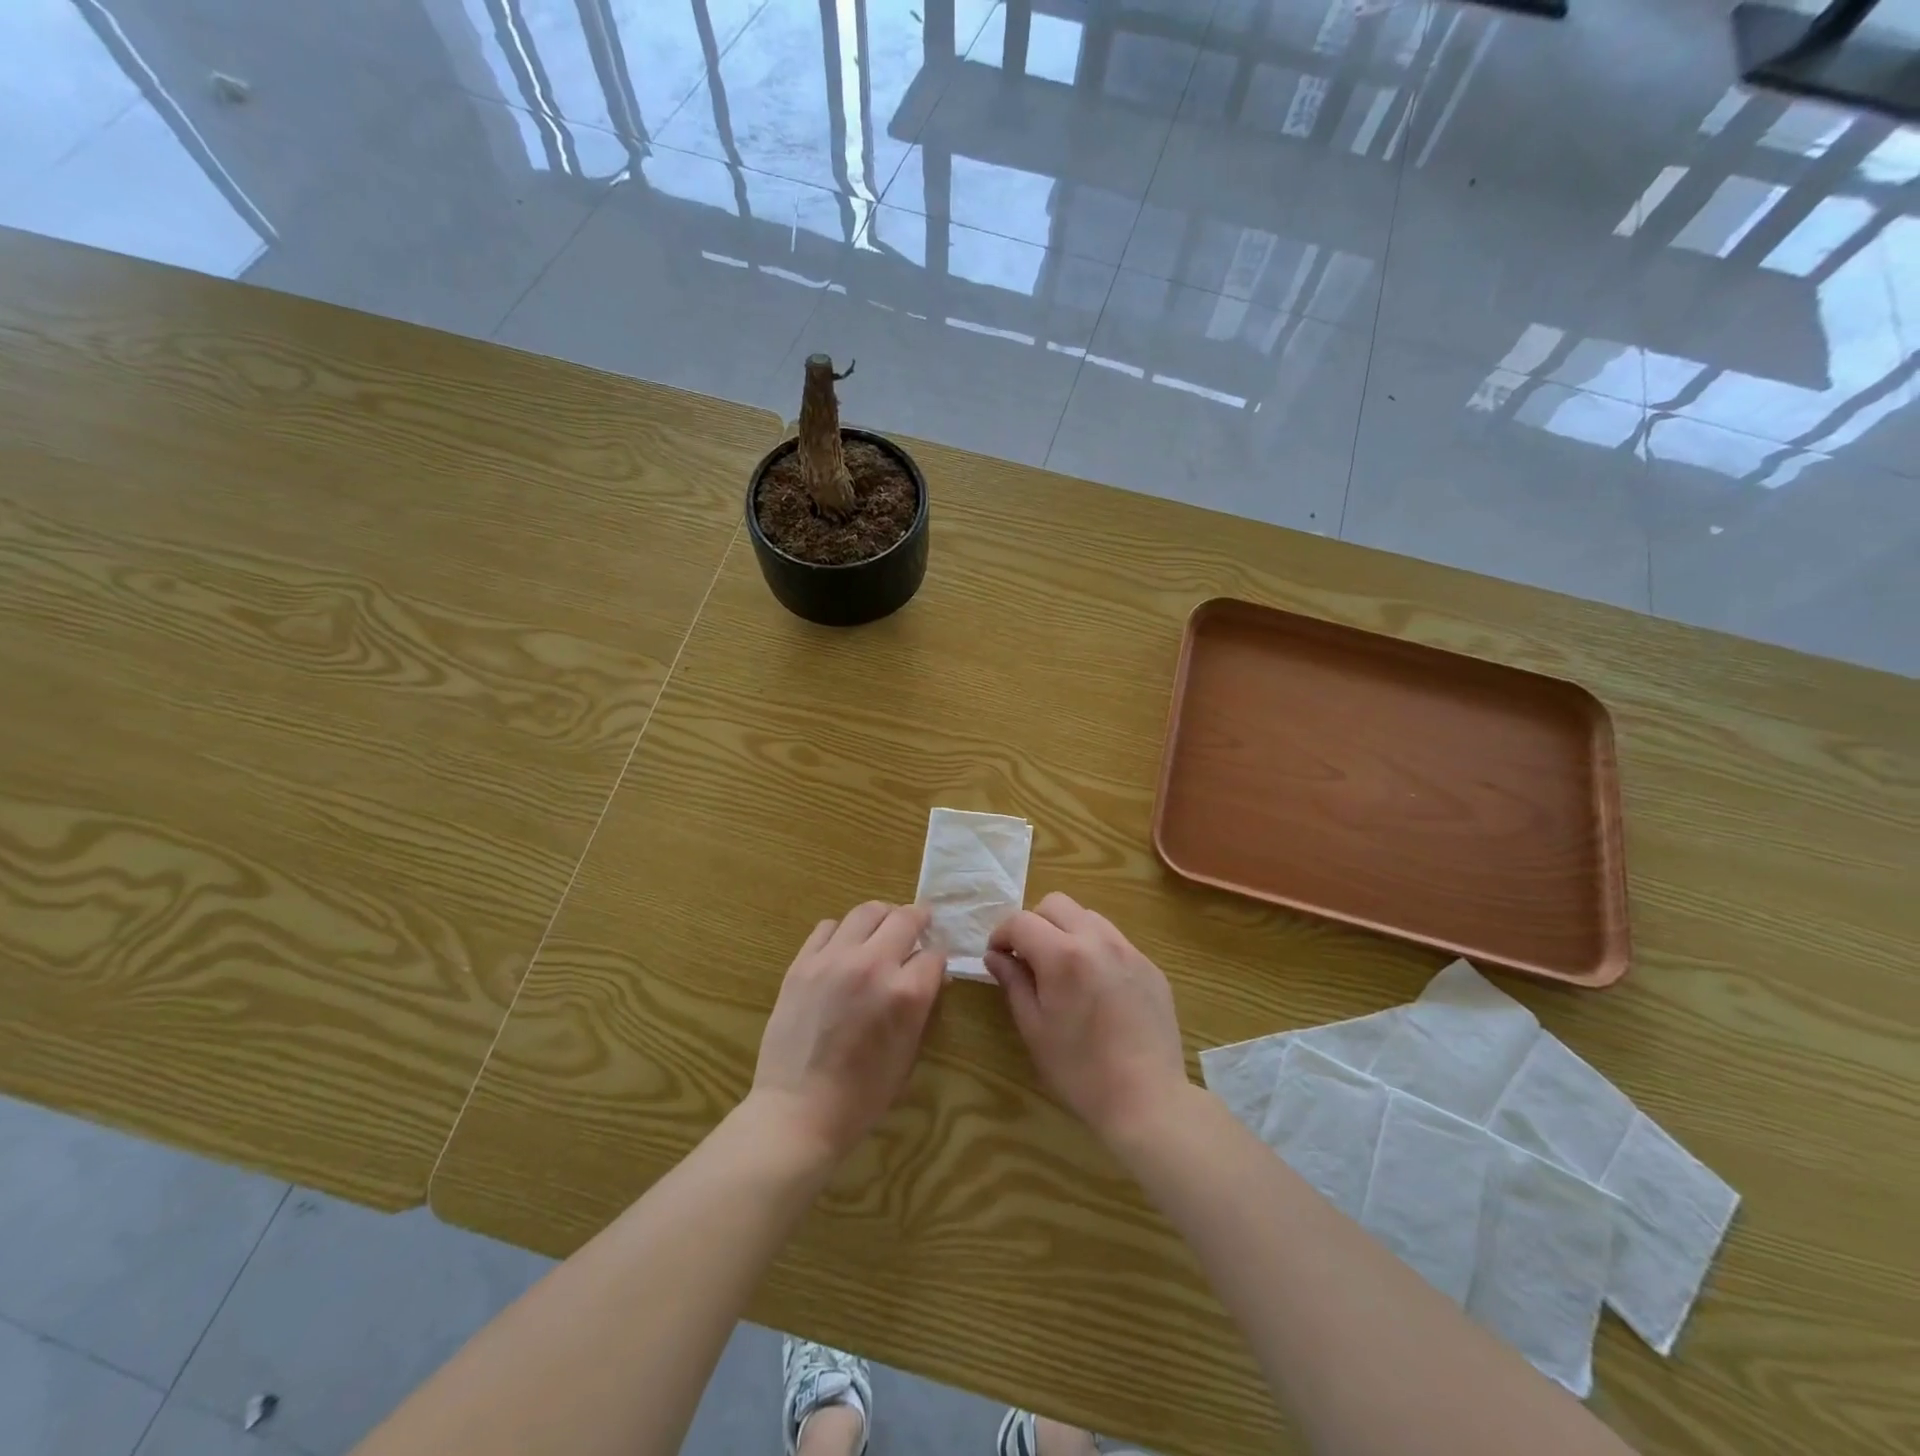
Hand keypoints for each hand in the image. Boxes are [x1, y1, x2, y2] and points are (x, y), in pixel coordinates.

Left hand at [751, 902, 944, 1164]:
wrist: (798, 1110)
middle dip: (918, 921)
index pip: (934, 954)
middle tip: (917, 927)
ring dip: (882, 918)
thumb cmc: (862, 1094)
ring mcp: (833, 959)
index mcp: (906, 993)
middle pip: (905, 917)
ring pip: (866, 911)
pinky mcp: (803, 963)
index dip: (937, 959)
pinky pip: (828, 927)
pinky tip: (844, 949)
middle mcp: (873, 965)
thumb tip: (931, 975)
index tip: (933, 965)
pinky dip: (843, 932)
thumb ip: (922, 1006)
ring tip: (881, 931)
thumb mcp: (909, 1052)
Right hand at [985, 893, 1188, 1144]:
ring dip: (1066, 930)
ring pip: (1088, 916)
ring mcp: (1129, 950)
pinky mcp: (1151, 966)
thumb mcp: (1034, 1028)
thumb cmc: (1080, 1070)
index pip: (1021, 921)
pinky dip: (1095, 949)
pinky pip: (1115, 941)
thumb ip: (1013, 982)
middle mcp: (1097, 940)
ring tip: (1063, 968)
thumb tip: (995, 956)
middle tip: (1028, 958)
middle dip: (1034, 923)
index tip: (997, 956)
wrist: (1148, 1099)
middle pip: (1056, 904)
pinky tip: (1096, 987)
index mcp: (1063, 955)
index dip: (1001, 934)